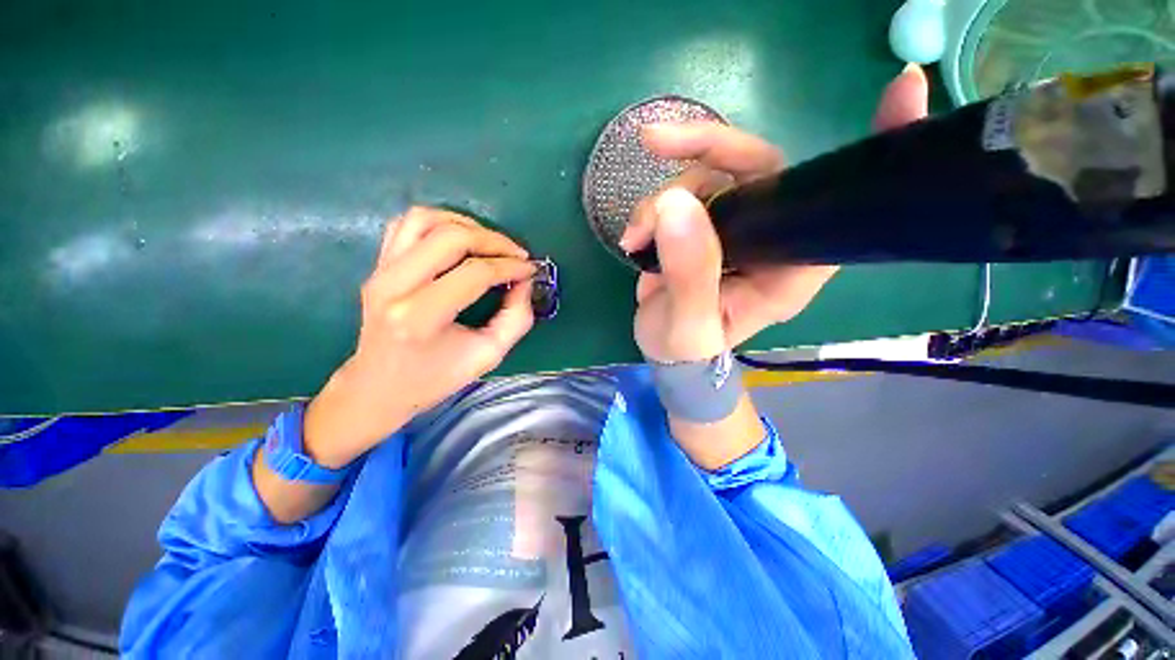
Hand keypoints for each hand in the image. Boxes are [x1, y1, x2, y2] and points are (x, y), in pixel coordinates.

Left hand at [302, 208, 535, 467]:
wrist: (379, 386)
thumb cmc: (435, 378)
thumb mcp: (489, 355)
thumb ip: (516, 318)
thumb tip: (525, 280)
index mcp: (420, 317)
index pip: (474, 273)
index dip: (510, 267)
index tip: (531, 270)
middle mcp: (394, 286)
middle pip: (450, 237)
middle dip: (494, 240)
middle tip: (517, 255)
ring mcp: (380, 271)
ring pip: (425, 219)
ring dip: (466, 224)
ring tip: (491, 244)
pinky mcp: (377, 265)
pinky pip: (407, 224)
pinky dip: (440, 222)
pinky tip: (460, 240)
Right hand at [621, 66, 930, 360]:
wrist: (665, 351)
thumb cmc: (687, 350)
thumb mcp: (689, 326)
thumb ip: (689, 276)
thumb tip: (674, 205)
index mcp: (789, 270)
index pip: (837, 205)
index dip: (873, 150)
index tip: (905, 89)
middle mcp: (771, 238)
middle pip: (755, 168)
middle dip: (706, 148)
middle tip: (655, 140)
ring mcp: (734, 227)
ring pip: (706, 178)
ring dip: (661, 198)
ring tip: (635, 237)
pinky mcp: (703, 225)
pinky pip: (681, 193)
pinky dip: (651, 207)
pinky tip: (633, 236)